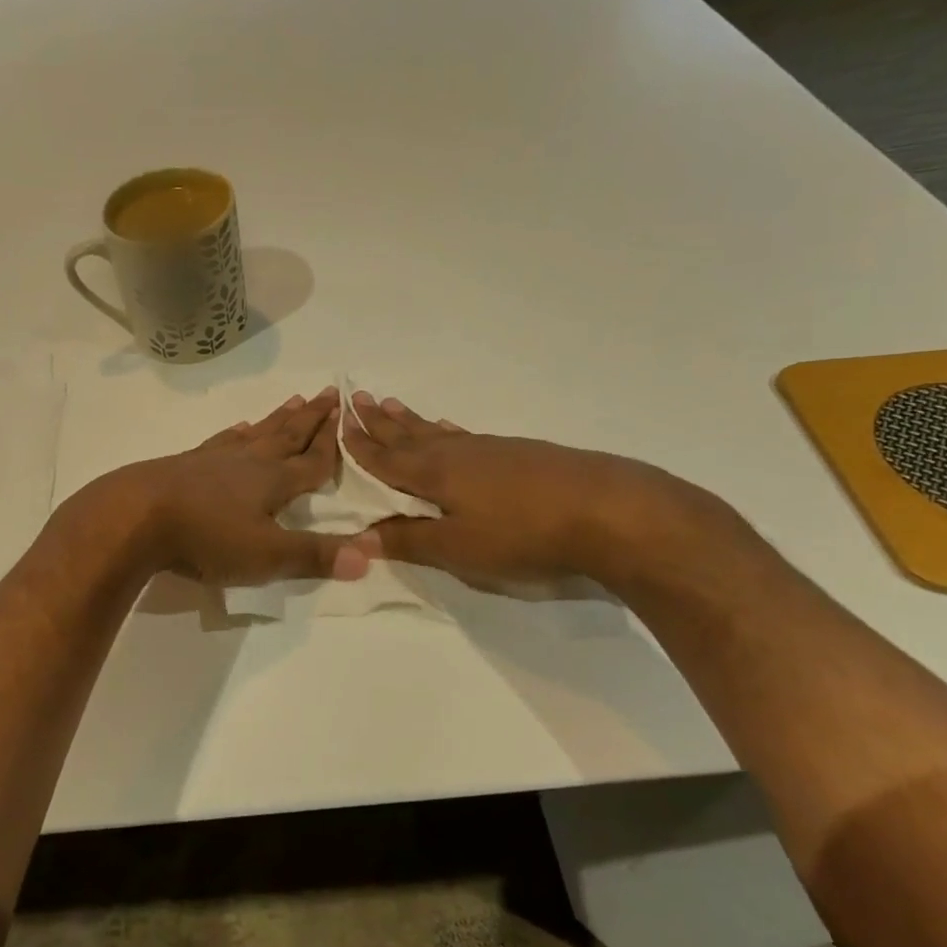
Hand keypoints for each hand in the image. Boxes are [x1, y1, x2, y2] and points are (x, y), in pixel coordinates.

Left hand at [102, 388, 370, 586]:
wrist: (134, 516)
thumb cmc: (205, 538)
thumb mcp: (266, 555)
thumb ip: (315, 555)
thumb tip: (370, 555)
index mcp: (273, 482)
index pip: (313, 460)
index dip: (332, 443)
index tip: (348, 415)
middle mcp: (249, 462)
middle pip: (287, 435)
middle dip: (311, 418)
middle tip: (328, 393)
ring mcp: (215, 459)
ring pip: (256, 433)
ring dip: (278, 419)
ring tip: (294, 400)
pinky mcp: (186, 463)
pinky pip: (220, 442)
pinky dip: (234, 434)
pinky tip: (237, 429)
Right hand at [341, 392, 719, 588]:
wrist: (608, 510)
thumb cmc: (522, 533)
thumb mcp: (458, 548)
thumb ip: (408, 540)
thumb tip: (359, 534)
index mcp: (434, 474)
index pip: (386, 458)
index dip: (360, 445)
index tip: (338, 423)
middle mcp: (457, 454)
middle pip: (408, 435)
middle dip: (381, 423)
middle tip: (358, 398)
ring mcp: (491, 450)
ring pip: (438, 431)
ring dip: (411, 421)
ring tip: (392, 405)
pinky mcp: (520, 454)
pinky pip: (466, 435)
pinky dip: (448, 430)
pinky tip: (450, 428)